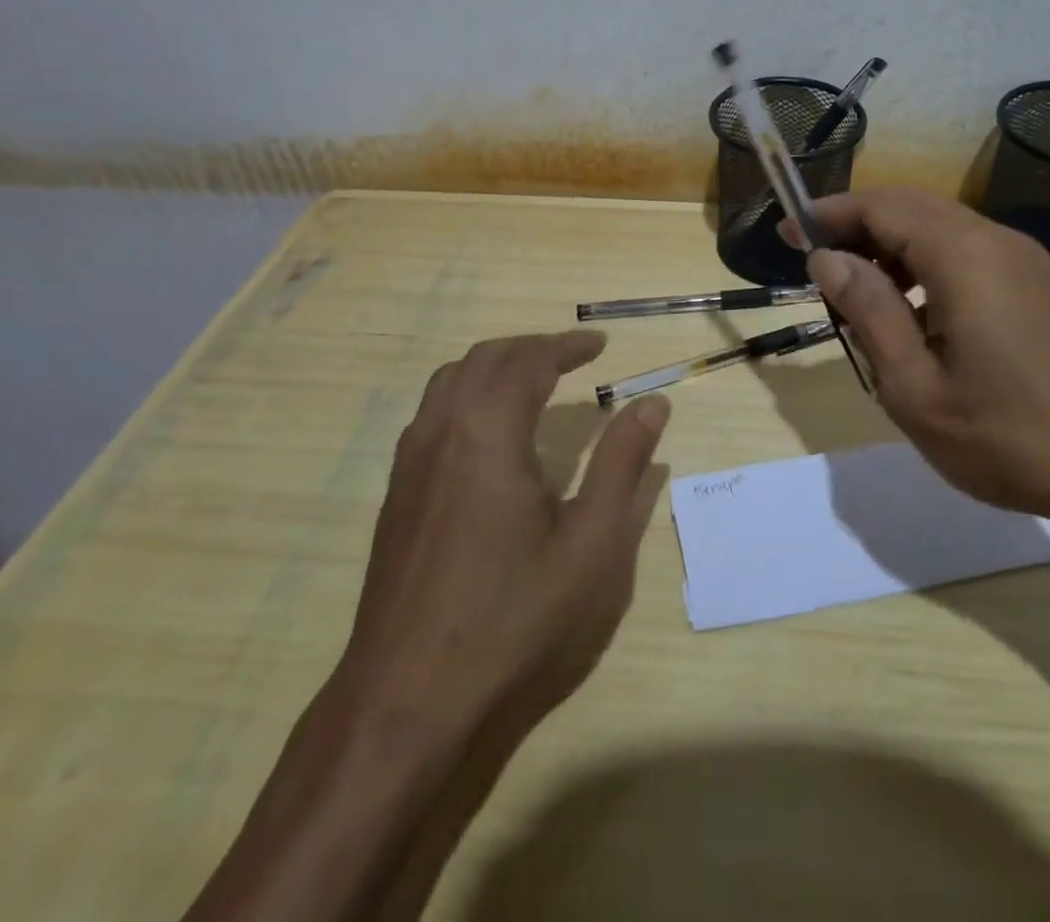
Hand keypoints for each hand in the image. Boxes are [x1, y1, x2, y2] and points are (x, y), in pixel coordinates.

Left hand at [327, 330, 669, 743]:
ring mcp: (410, 465)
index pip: (528, 361)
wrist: (407, 705)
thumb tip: (652, 403)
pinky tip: (491, 436)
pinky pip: (431, 415)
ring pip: (449, 382)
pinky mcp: (397, 496)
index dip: (566, 346)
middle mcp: (441, 432)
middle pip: (483, 359)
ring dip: (494, 367)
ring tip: (534, 382)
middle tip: (572, 357)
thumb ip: (622, 464)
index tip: (599, 344)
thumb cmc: (513, 621)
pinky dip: (467, 396)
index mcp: (488, 434)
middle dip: (530, 348)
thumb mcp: (591, 544)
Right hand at [796, 186, 1049, 537]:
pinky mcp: (1042, 286)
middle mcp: (997, 241)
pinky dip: (927, 262)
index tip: (786, 233)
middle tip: (815, 261)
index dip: (828, 213)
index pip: (881, 206)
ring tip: (857, 290)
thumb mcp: (917, 389)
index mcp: (964, 256)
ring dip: (892, 244)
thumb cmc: (1013, 438)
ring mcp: (1026, 261)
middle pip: (911, 207)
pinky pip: (970, 251)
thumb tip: (828, 259)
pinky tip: (915, 311)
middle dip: (857, 224)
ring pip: (942, 227)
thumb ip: (869, 313)